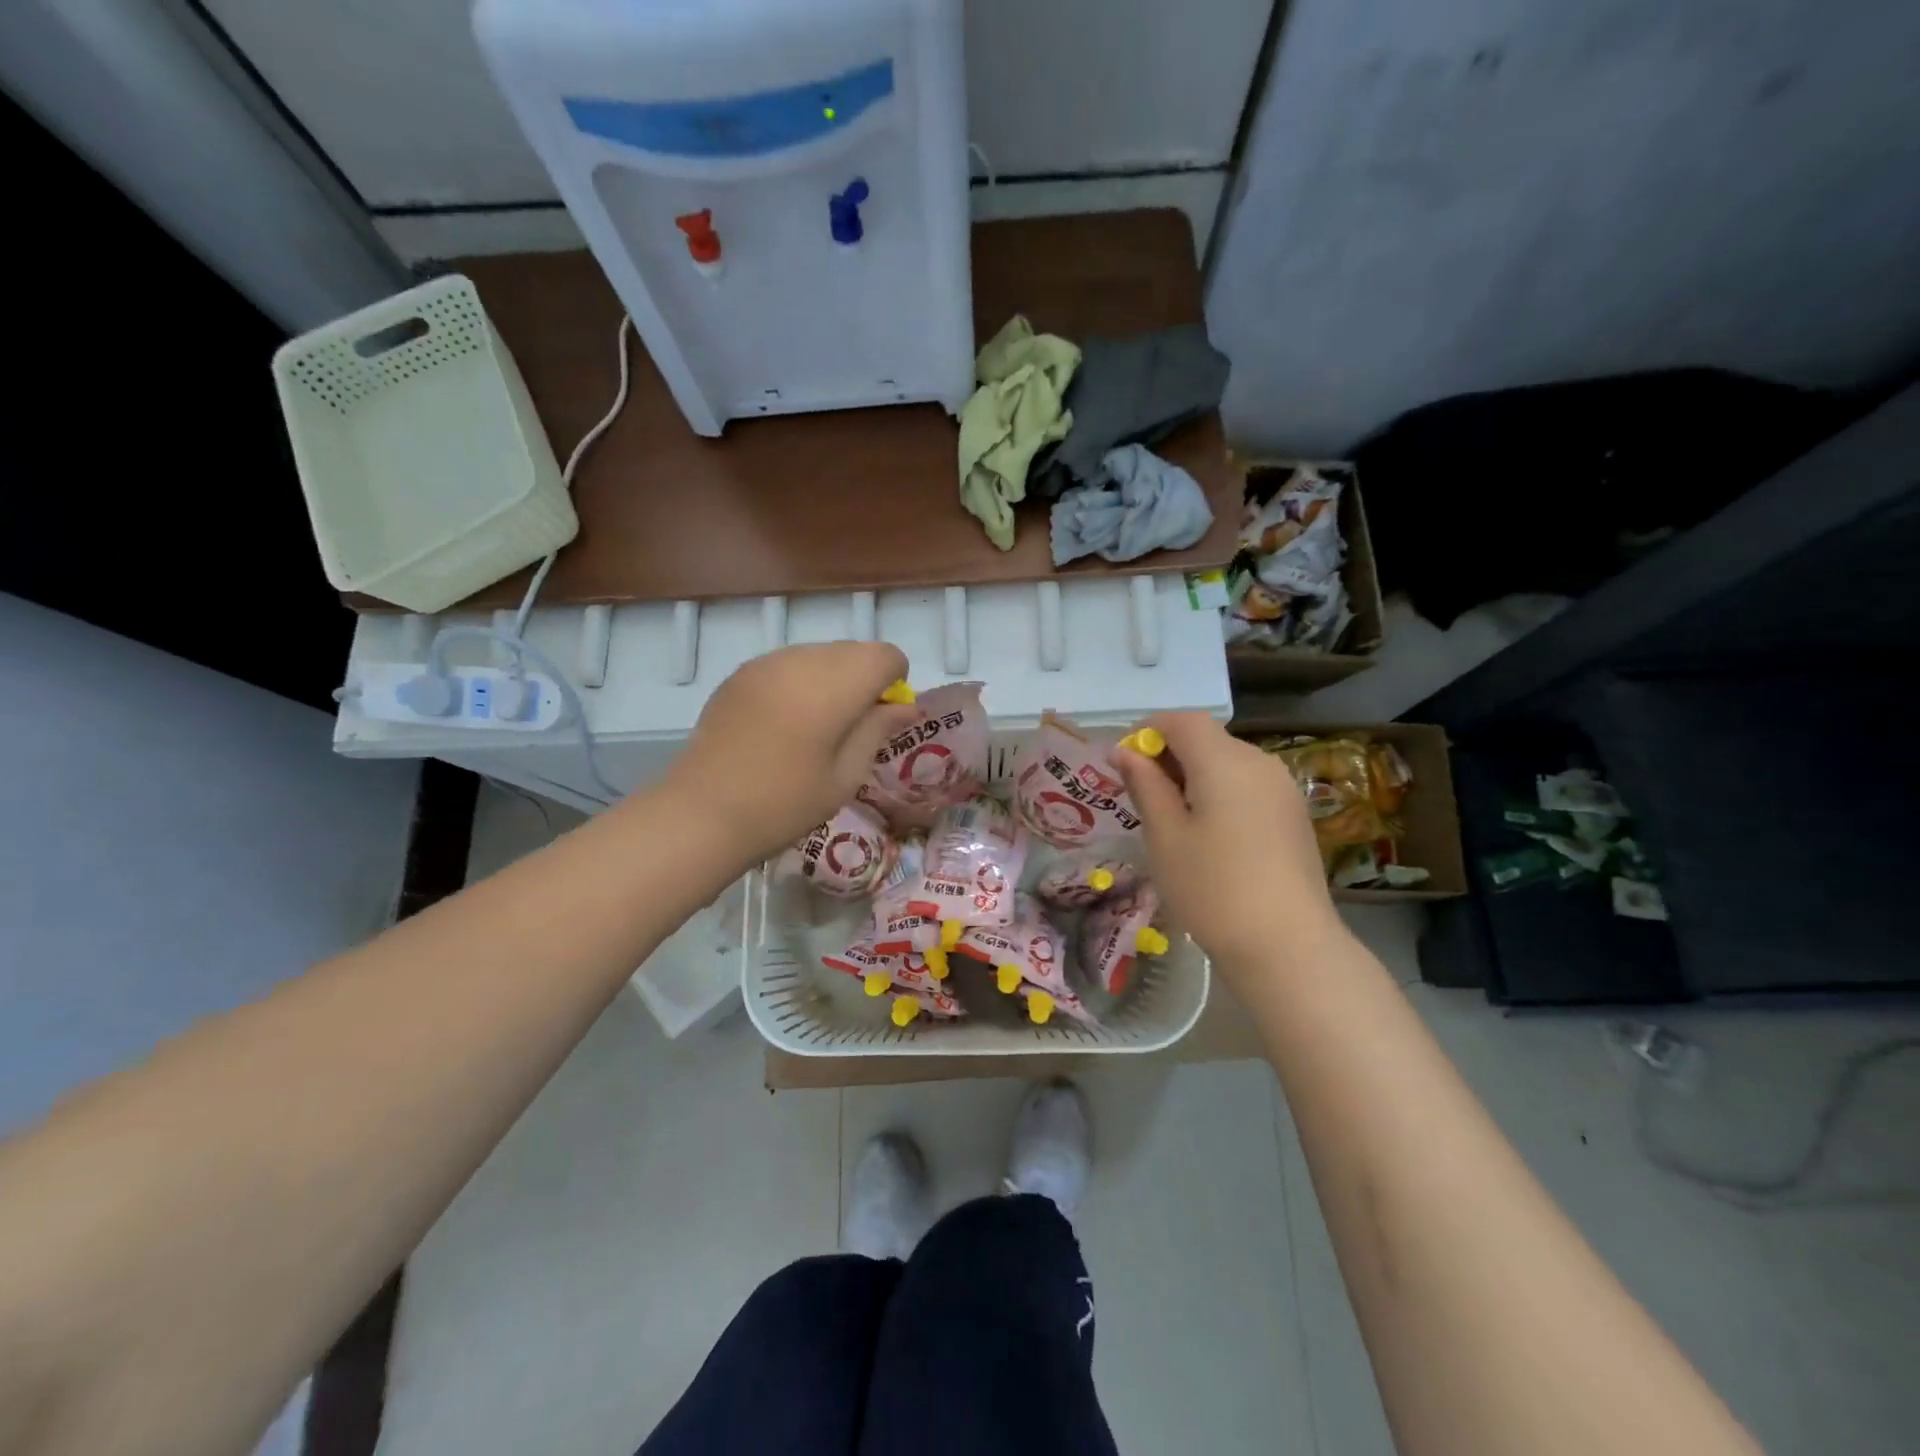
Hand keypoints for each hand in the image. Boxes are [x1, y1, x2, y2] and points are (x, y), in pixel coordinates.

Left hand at [660, 642, 918, 869]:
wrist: (702, 813)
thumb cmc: (784, 804)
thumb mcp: (845, 775)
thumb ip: (878, 730)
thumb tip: (906, 705)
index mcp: (833, 685)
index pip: (885, 655)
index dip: (895, 681)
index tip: (882, 717)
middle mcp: (801, 660)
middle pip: (854, 650)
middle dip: (865, 679)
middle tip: (852, 727)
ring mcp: (766, 663)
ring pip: (820, 654)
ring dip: (832, 679)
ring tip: (816, 727)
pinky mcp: (741, 673)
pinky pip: (788, 664)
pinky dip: (801, 682)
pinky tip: (784, 723)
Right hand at [1114, 713, 1344, 978]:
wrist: (1287, 946)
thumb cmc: (1212, 888)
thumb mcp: (1165, 836)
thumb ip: (1145, 785)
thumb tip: (1125, 751)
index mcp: (1224, 761)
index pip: (1181, 720)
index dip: (1147, 732)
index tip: (1124, 766)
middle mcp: (1259, 762)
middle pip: (1206, 738)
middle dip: (1169, 756)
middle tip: (1142, 798)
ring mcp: (1282, 788)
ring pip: (1227, 762)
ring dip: (1194, 776)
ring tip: (1172, 821)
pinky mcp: (1293, 814)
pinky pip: (1247, 786)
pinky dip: (1220, 793)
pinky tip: (1209, 836)